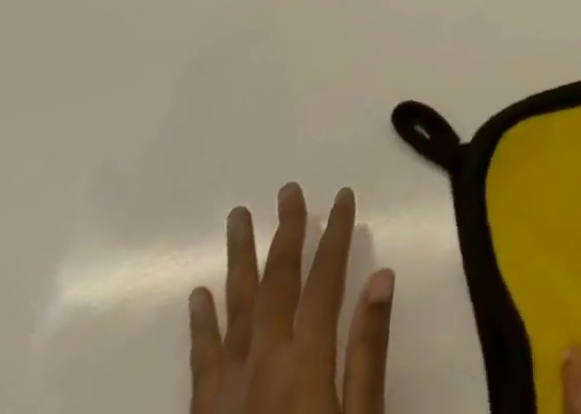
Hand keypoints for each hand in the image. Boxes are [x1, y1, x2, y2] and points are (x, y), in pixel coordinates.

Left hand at [189, 183, 395, 413]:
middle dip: (286, 232)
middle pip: (276, 283)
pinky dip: (201, 323)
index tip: (343, 196)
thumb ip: (368, 351)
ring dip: (239, 260)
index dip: (335, 234)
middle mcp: (264, 363)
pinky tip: (199, 295)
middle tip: (288, 189)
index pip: (324, 279)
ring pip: (235, 308)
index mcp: (306, 361)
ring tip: (238, 217)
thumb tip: (382, 275)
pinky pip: (200, 360)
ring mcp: (227, 390)